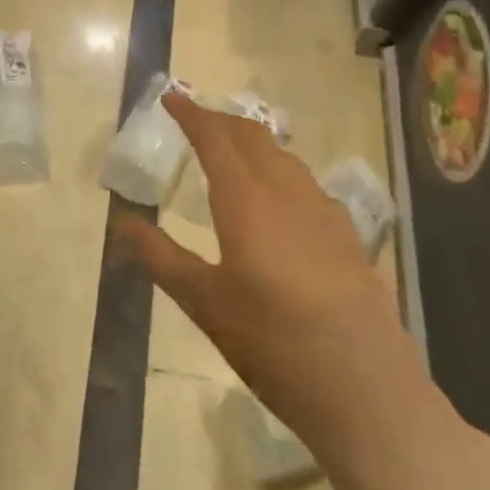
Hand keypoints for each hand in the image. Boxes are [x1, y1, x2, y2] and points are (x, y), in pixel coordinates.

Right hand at [115, 92, 391, 438]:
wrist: (367, 392)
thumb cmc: (273, 344)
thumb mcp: (204, 303)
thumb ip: (160, 257)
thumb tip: (122, 221)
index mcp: (246, 201)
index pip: (214, 138)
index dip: (190, 113)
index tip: (170, 97)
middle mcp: (286, 192)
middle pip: (251, 136)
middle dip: (220, 120)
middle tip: (195, 121)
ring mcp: (323, 211)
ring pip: (282, 156)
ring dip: (252, 142)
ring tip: (231, 152)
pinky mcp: (347, 235)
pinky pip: (306, 182)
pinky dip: (280, 170)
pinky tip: (279, 199)